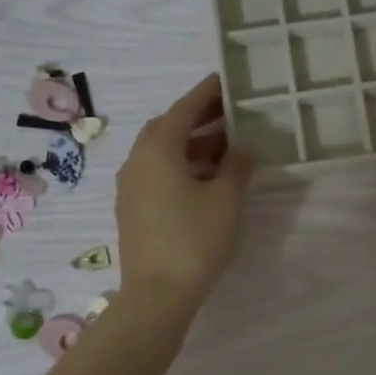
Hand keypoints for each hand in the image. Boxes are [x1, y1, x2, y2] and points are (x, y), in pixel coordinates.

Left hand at [116, 74, 252, 316]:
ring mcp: (131, 185)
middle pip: (169, 128)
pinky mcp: (133, 208)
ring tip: (228, 148)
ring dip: (193, 145)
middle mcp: (137, 160)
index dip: (207, 93)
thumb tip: (244, 149)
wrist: (157, 293)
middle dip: (201, 119)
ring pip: (163, 153)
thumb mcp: (226, 199)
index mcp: (158, 149)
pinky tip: (207, 179)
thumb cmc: (194, 239)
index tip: (226, 81)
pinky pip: (158, 173)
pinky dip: (182, 166)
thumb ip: (238, 166)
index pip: (184, 109)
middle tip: (232, 114)